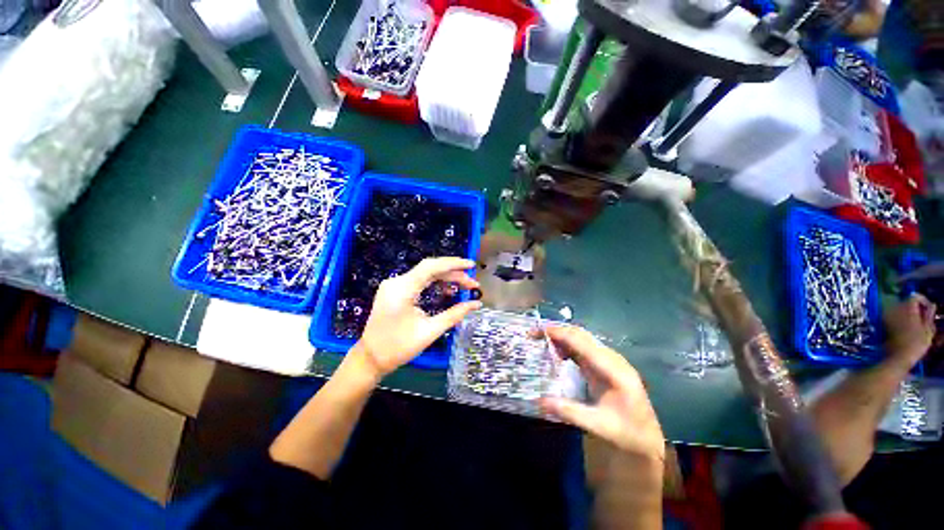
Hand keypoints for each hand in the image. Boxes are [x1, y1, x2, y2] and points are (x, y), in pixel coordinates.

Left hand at [355, 257, 482, 377]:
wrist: (370, 358)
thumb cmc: (399, 347)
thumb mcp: (430, 331)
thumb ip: (454, 314)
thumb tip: (476, 304)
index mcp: (402, 289)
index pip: (431, 267)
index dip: (453, 263)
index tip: (472, 265)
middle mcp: (397, 281)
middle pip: (430, 269)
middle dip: (453, 274)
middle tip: (472, 284)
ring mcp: (394, 285)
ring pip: (426, 274)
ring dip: (446, 278)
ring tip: (464, 287)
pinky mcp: (395, 290)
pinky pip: (419, 281)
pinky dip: (435, 283)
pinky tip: (448, 291)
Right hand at [538, 326, 664, 462]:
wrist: (648, 440)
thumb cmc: (626, 433)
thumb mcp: (598, 426)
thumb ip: (569, 411)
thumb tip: (539, 400)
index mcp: (613, 370)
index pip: (582, 342)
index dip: (560, 334)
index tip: (539, 332)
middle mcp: (612, 359)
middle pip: (581, 335)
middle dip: (557, 331)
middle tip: (534, 335)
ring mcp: (609, 360)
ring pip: (581, 339)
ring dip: (561, 337)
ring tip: (541, 342)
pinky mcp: (605, 365)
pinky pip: (583, 348)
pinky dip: (567, 346)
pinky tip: (557, 353)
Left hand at [885, 294, 937, 368]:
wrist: (898, 356)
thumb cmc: (916, 344)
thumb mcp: (928, 330)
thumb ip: (929, 315)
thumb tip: (932, 305)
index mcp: (907, 308)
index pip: (914, 296)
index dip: (923, 301)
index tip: (929, 309)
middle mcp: (895, 309)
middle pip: (907, 302)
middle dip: (916, 308)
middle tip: (924, 318)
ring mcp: (887, 315)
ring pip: (900, 309)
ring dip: (909, 313)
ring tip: (917, 324)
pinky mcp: (884, 323)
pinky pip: (894, 316)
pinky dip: (902, 318)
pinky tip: (908, 328)